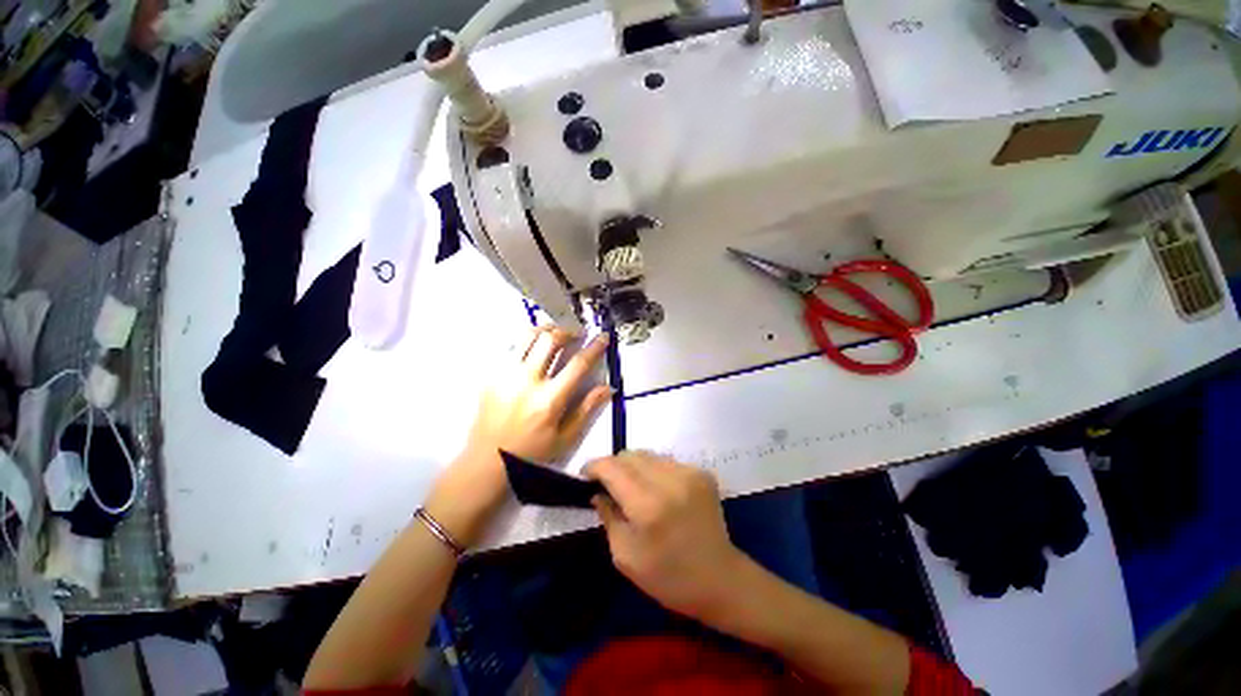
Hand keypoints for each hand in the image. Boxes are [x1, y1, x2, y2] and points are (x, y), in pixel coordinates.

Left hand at [428, 327, 611, 546]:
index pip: (578, 364)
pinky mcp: (492, 375)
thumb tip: (609, 387)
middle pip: (551, 340)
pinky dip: (528, 340)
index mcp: (549, 400)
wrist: (486, 461)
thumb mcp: (565, 437)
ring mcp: (506, 375)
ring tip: (557, 332)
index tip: (603, 336)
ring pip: (529, 336)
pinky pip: (512, 347)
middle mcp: (527, 382)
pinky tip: (535, 346)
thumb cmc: (531, 453)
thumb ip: (587, 409)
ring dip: (547, 329)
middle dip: (569, 330)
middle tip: (577, 332)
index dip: (594, 347)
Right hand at [586, 452, 746, 622]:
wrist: (720, 580)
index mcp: (648, 506)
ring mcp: (689, 473)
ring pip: (648, 455)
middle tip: (609, 486)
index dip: (594, 466)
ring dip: (634, 467)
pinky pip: (666, 461)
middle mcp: (670, 480)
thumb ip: (608, 516)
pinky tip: (658, 492)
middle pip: (629, 455)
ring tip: (634, 489)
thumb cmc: (668, 578)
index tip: (585, 475)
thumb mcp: (625, 556)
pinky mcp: (702, 472)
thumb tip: (599, 491)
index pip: (612, 468)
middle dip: (613, 466)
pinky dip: (654, 471)